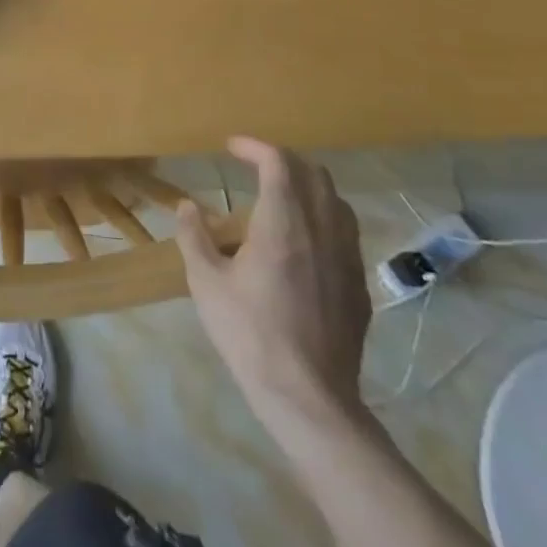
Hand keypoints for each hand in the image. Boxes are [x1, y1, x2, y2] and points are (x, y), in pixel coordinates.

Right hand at [175, 138, 370, 431]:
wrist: (309, 399)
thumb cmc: (251, 334)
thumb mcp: (206, 283)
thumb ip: (194, 236)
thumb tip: (187, 206)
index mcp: (283, 223)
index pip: (278, 162)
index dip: (255, 147)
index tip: (232, 147)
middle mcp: (321, 230)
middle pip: (314, 174)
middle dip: (284, 161)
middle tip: (256, 167)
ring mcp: (346, 258)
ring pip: (337, 202)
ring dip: (309, 188)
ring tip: (283, 199)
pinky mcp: (359, 286)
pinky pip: (347, 234)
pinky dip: (325, 219)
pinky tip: (305, 242)